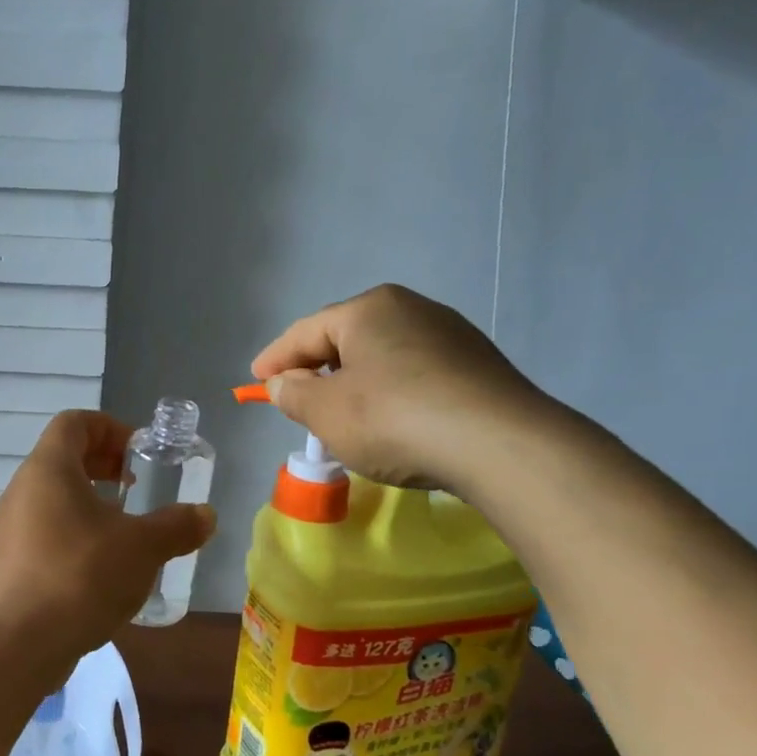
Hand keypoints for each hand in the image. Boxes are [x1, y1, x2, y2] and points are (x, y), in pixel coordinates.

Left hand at [0, 411, 214, 669]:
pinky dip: (77, 532)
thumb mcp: (142, 547)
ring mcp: (13, 526)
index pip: (75, 422)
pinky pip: (47, 529)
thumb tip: (205, 515)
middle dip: (105, 465)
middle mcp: (24, 489)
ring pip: (56, 496)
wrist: (19, 642)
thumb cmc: (81, 575)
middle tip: (139, 487)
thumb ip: (177, 526)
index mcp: (49, 468)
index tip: (141, 453)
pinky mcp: (12, 561)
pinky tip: (105, 566)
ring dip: (92, 503)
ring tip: (127, 529)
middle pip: (64, 457)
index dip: (111, 428)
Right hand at [250, 285, 553, 493]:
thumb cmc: (394, 419)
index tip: (255, 382)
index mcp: (368, 309)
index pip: (305, 332)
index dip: (275, 359)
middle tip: (297, 401)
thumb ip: (293, 393)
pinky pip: (414, 374)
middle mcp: (411, 309)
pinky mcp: (477, 365)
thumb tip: (284, 382)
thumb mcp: (325, 411)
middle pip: (345, 340)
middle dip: (316, 370)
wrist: (501, 446)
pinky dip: (390, 394)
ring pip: (382, 357)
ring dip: (354, 384)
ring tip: (342, 417)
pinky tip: (390, 423)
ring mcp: (450, 335)